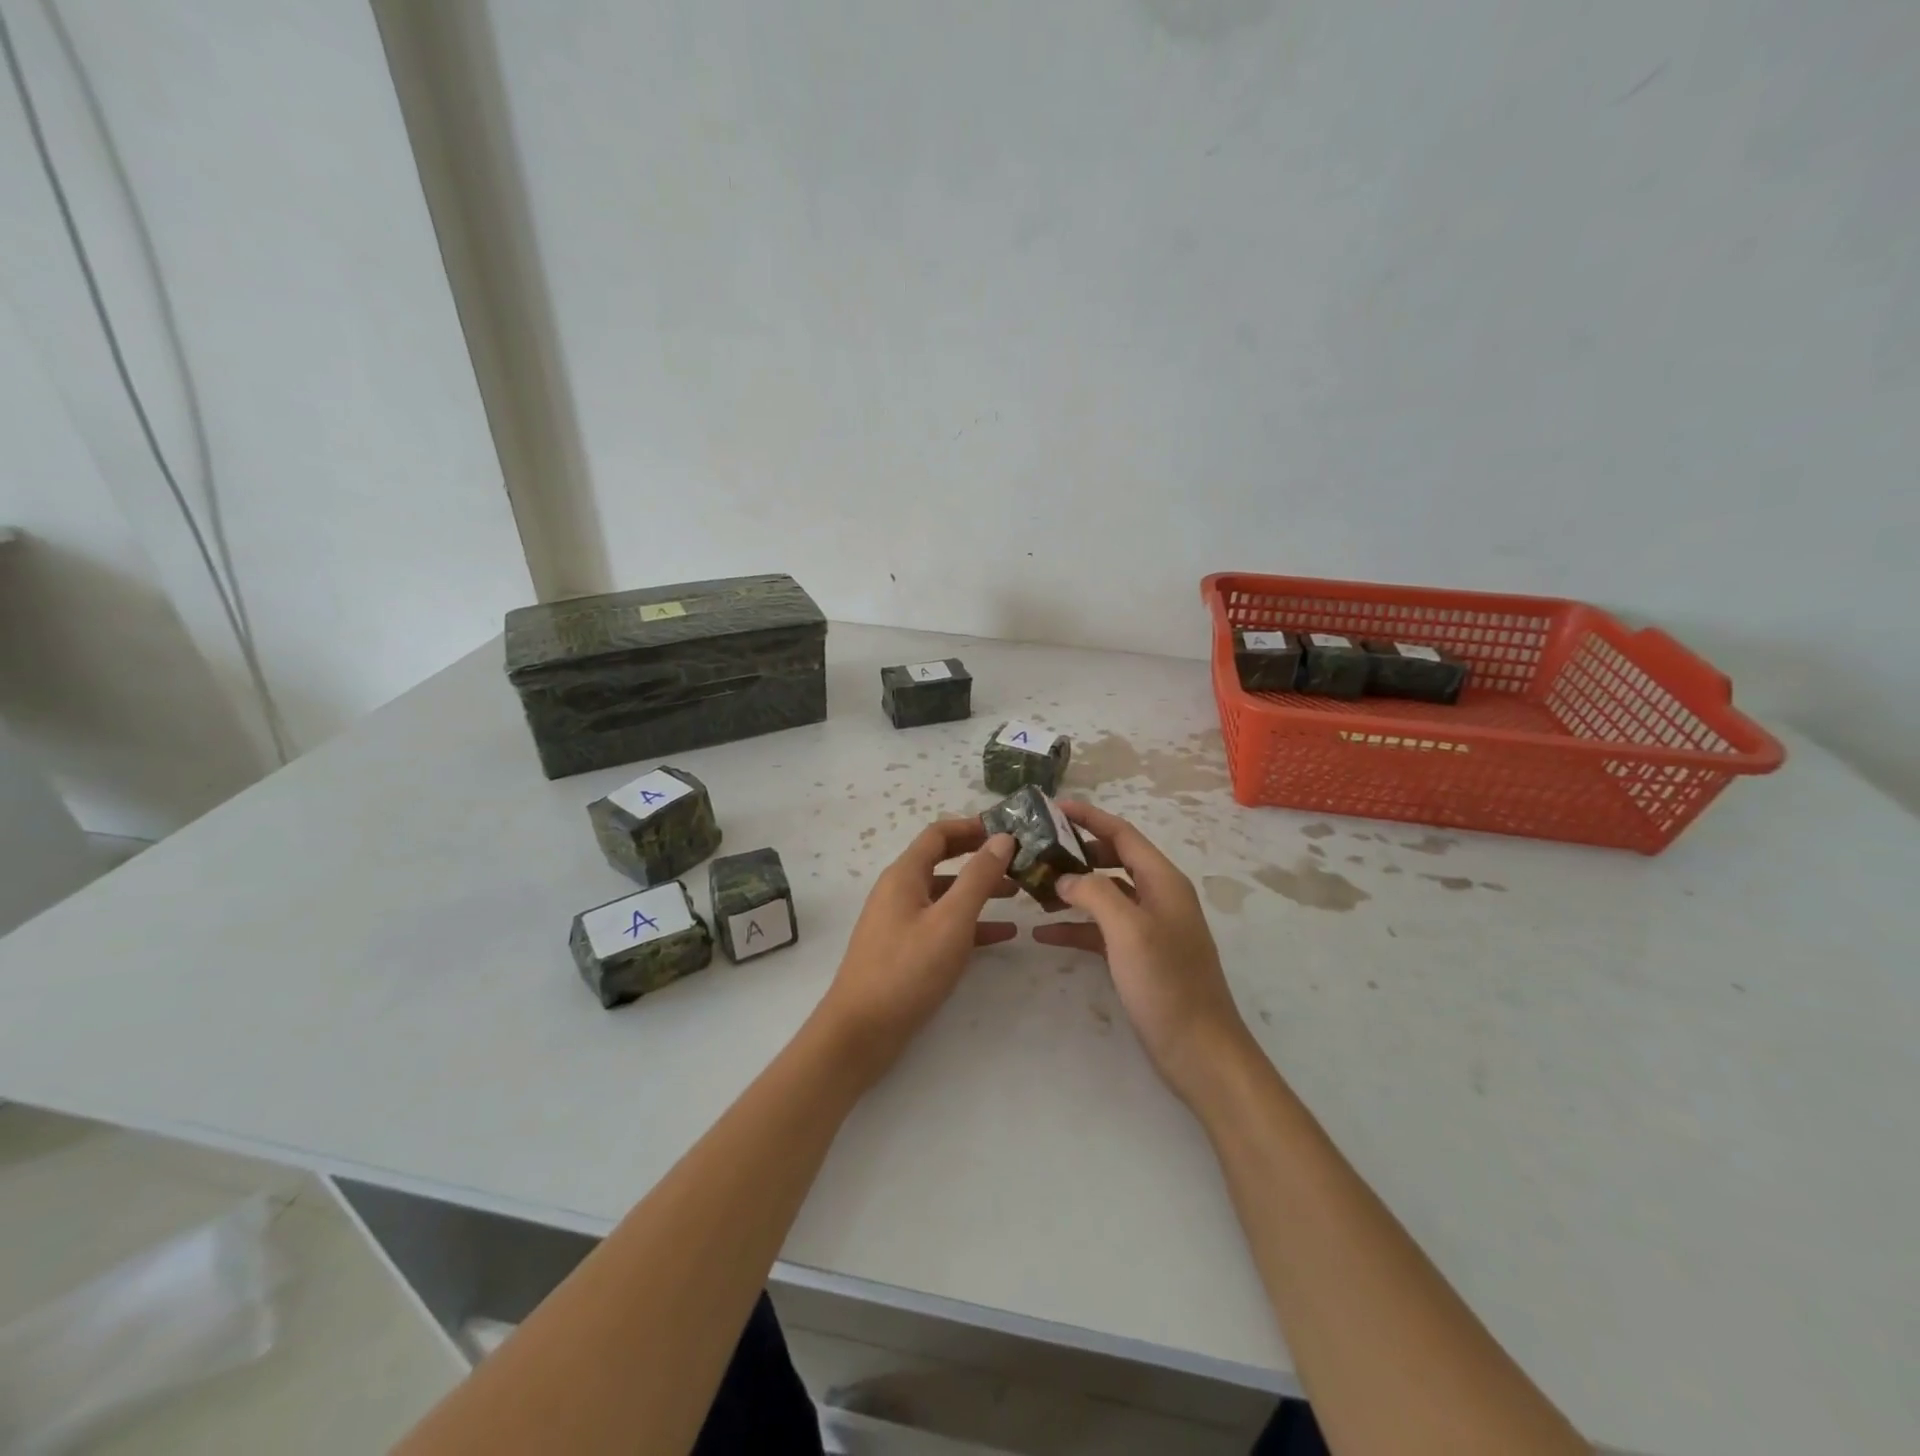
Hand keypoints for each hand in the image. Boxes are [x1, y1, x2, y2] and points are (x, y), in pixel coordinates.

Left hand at [814, 818, 1016, 1086]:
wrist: (860, 1031)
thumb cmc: (907, 969)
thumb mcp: (951, 920)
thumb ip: (978, 877)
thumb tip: (1002, 837)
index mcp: (904, 875)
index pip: (939, 833)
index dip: (972, 826)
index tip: (1008, 828)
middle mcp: (899, 890)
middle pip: (943, 861)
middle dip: (979, 857)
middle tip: (1018, 859)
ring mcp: (900, 920)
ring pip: (945, 894)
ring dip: (979, 890)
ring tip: (1018, 894)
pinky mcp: (905, 949)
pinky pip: (942, 924)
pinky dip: (970, 923)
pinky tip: (1003, 935)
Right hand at [1034, 801, 1255, 1106]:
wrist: (1200, 1051)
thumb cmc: (1167, 984)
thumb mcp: (1128, 930)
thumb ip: (1094, 893)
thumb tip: (1064, 878)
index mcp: (1162, 881)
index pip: (1122, 834)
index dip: (1089, 817)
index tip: (1053, 807)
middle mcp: (1158, 896)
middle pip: (1112, 859)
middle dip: (1076, 851)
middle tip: (1036, 848)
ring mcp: (1149, 928)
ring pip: (1104, 894)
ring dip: (1071, 889)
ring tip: (1032, 888)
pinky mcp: (1139, 956)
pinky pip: (1102, 929)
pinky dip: (1075, 926)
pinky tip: (1043, 933)